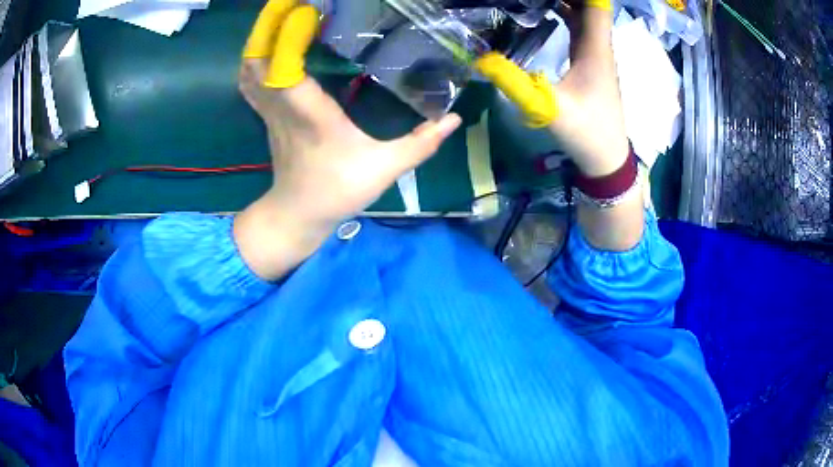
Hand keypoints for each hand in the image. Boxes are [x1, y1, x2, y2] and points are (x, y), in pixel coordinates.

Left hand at [235, 0, 460, 279]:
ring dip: (261, 41)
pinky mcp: (266, 116)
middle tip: (293, 6)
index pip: (286, 70)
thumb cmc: (338, 191)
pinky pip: (251, 83)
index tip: (305, 11)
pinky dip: (257, 60)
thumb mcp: (386, 169)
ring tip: (283, 19)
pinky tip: (272, 47)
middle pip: (258, 63)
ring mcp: (270, 112)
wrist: (297, 214)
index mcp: (313, 116)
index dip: (287, 37)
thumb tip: (454, 118)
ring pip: (249, 71)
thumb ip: (421, 144)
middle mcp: (284, 109)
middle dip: (268, 29)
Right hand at [475, 0, 643, 251]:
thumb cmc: (586, 134)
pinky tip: (547, 12)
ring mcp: (595, 56)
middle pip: (589, 7)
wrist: (607, 160)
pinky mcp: (589, 65)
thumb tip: (481, 60)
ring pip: (585, 17)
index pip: (595, 6)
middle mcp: (598, 47)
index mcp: (594, 50)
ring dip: (567, 2)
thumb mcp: (548, 108)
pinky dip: (566, 16)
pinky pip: (579, 30)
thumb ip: (515, 83)